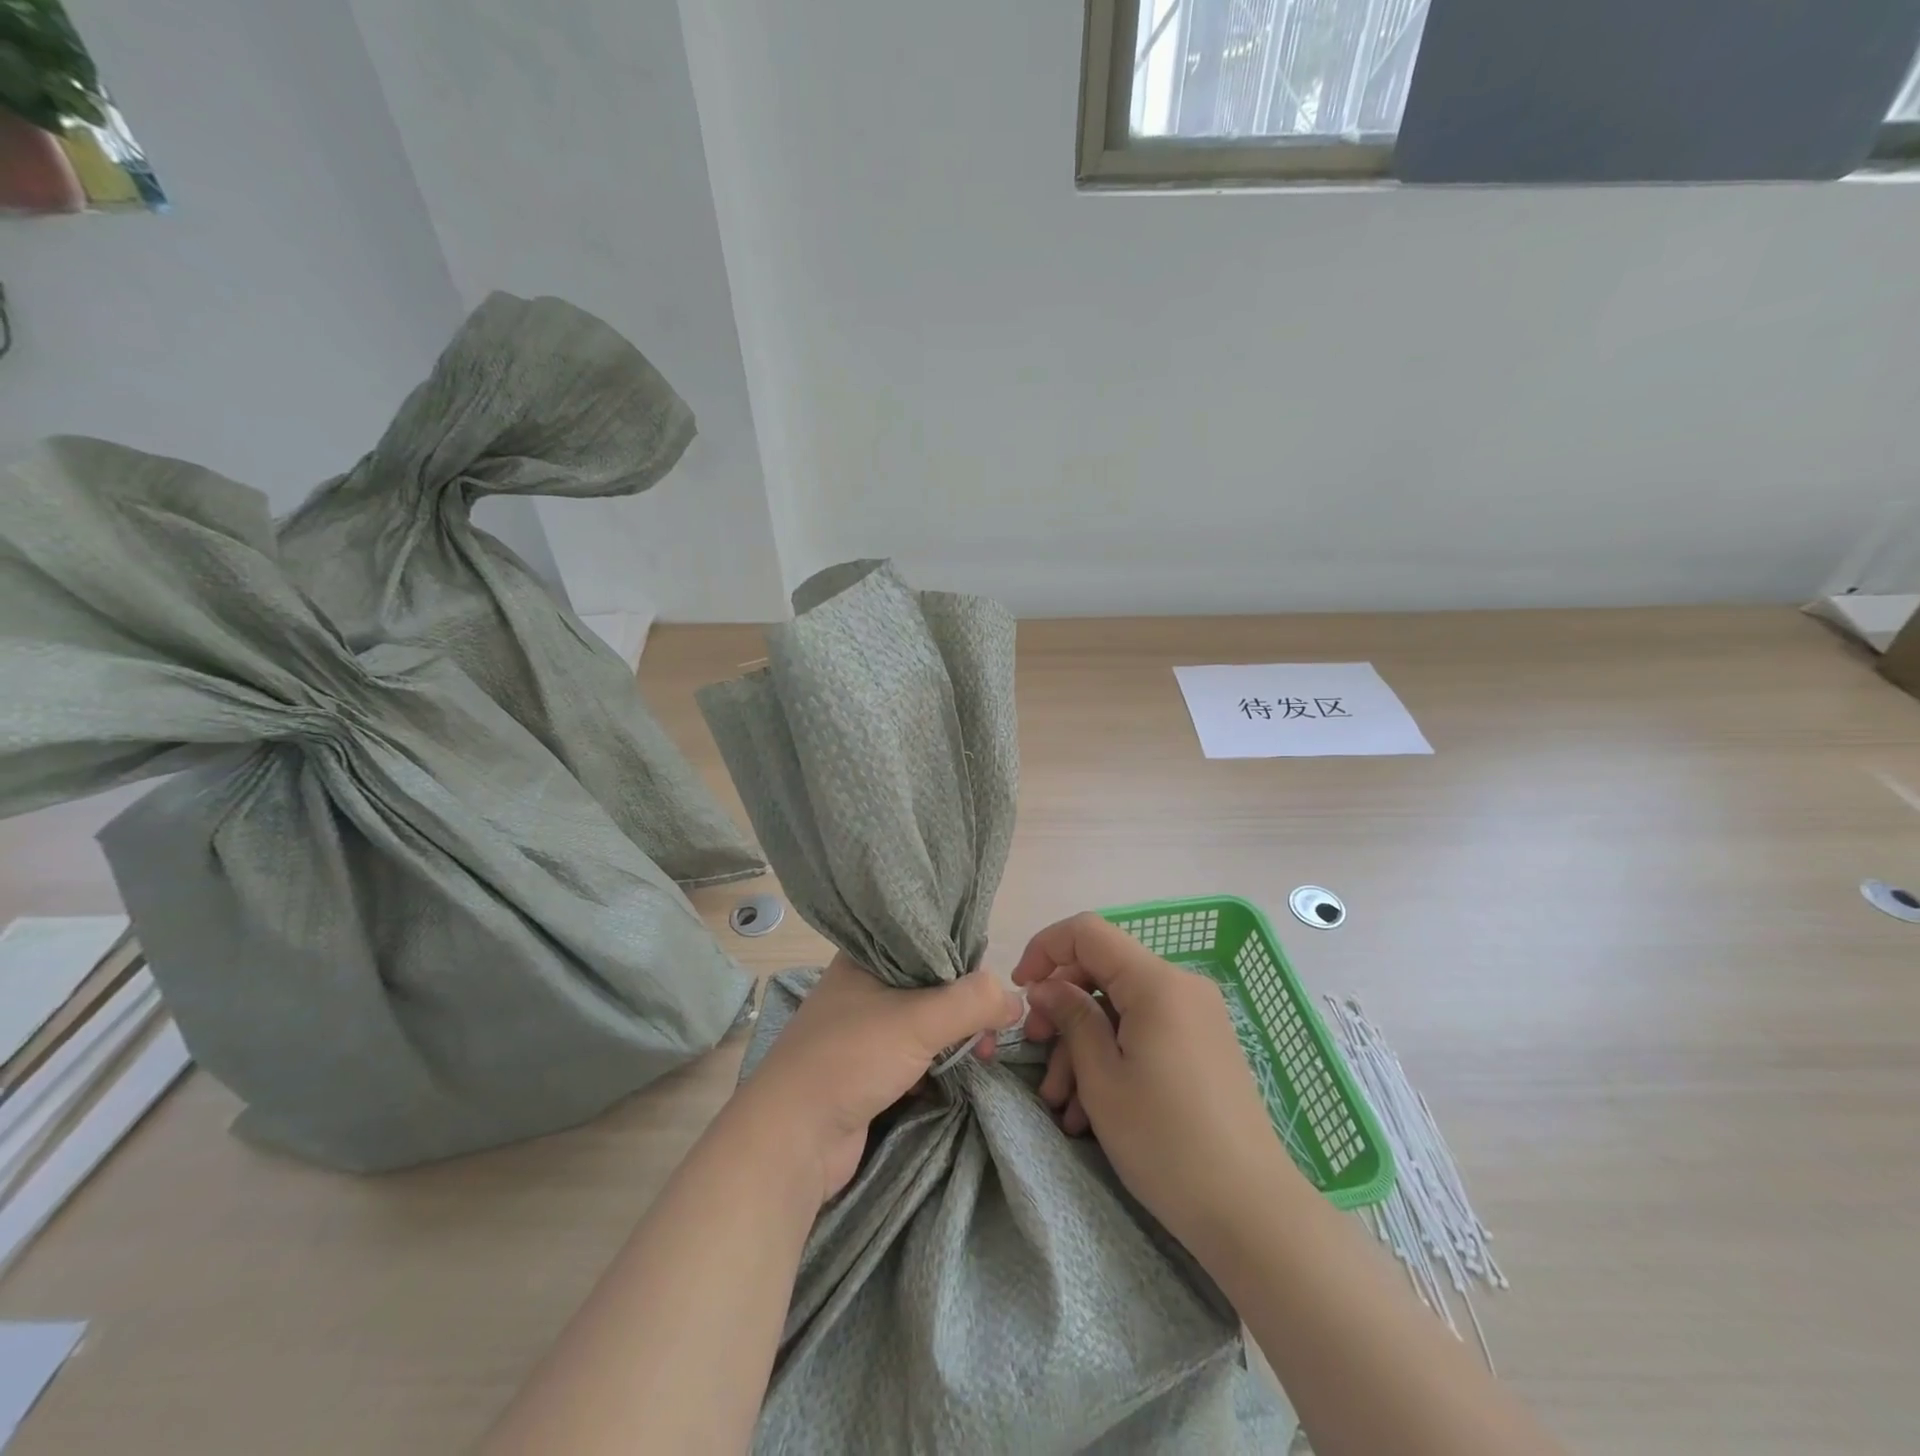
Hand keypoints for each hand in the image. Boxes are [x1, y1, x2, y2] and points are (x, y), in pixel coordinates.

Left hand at [730, 954, 1022, 1204]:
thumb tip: (1015, 1000)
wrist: (793, 1139)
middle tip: (996, 1028)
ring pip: (923, 1022)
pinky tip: (962, 1071)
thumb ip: (972, 1003)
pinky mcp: (866, 1070)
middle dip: (965, 1005)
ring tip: (985, 1054)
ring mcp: (862, 1030)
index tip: (994, 979)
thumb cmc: (850, 1059)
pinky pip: (913, 1055)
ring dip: (954, 1037)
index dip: (962, 956)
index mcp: (864, 957)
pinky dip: (938, 1063)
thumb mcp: (918, 1020)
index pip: (924, 940)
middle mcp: (861, 986)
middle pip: (928, 984)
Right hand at [1013, 912, 1289, 1253]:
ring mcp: (1196, 1016)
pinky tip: (1090, 1110)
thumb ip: (1071, 1017)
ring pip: (1120, 1008)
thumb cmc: (1165, 1142)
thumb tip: (1046, 986)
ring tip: (1060, 1105)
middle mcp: (1181, 986)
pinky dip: (1113, 1056)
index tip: (1020, 991)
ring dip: (1082, 1045)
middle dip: (1062, 1007)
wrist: (1251, 1213)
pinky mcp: (1202, 1046)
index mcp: (1156, 982)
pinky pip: (1145, 1031)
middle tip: (1034, 1050)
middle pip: (1103, 970)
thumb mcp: (1102, 1078)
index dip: (1045, 950)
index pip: (1087, 932)